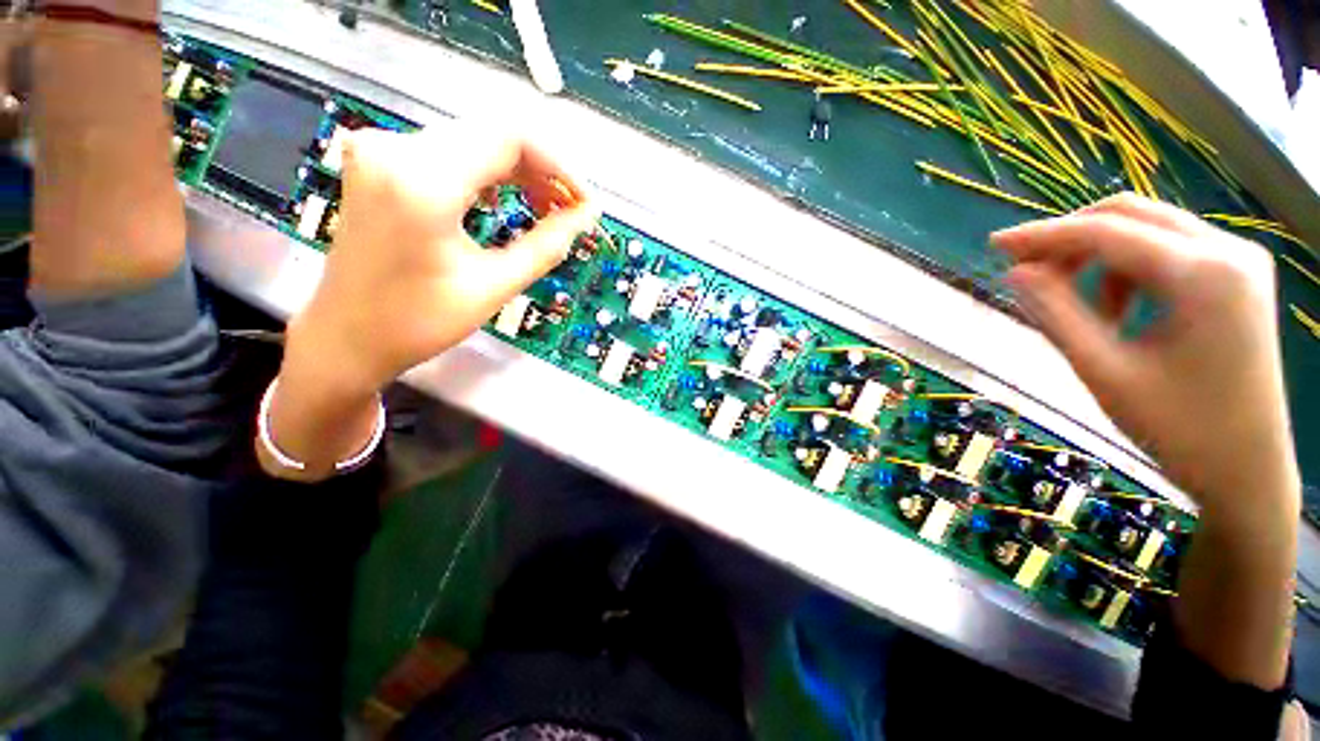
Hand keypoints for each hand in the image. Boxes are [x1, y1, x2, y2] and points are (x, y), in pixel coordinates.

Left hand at [263, 124, 597, 479]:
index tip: (585, 202)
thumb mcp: (493, 286)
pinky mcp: (380, 163)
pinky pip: (450, 153)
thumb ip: (546, 245)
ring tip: (546, 210)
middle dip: (542, 171)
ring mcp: (382, 151)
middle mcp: (396, 149)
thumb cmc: (419, 322)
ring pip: (474, 142)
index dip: (559, 166)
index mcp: (422, 182)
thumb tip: (587, 217)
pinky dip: (488, 175)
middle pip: (492, 135)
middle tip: (570, 211)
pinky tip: (507, 202)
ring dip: (518, 173)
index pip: (509, 139)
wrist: (346, 336)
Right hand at [991, 194, 1299, 521]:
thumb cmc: (1178, 430)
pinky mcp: (1237, 277)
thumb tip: (1016, 272)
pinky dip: (1127, 268)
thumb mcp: (1104, 371)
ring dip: (1098, 254)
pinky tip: (1116, 308)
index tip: (995, 244)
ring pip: (1148, 228)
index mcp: (1204, 275)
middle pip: (1130, 215)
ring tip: (1074, 302)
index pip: (1107, 232)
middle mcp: (1228, 251)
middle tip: (1026, 268)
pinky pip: (1168, 249)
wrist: (1246, 471)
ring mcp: (1238, 261)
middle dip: (1070, 236)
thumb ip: (1056, 313)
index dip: (1044, 235)